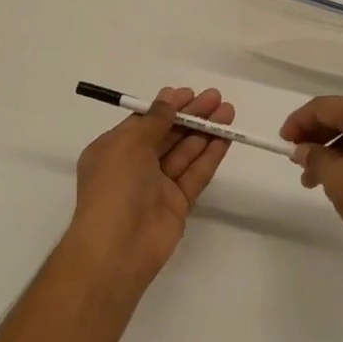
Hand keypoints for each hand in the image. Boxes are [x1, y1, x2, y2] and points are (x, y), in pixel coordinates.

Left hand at [67, 87, 232, 292]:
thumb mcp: (129, 143)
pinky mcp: (177, 204)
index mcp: (114, 149)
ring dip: (205, 131)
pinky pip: (195, 174)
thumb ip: (154, 120)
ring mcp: (157, 186)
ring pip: (185, 152)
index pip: (144, 121)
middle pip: (168, 134)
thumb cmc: (114, 186)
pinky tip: (226, 139)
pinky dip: (209, 156)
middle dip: (191, 115)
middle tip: (217, 98)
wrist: (117, 248)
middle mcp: (135, 165)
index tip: (189, 93)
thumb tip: (168, 100)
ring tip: (228, 112)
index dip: (167, 106)